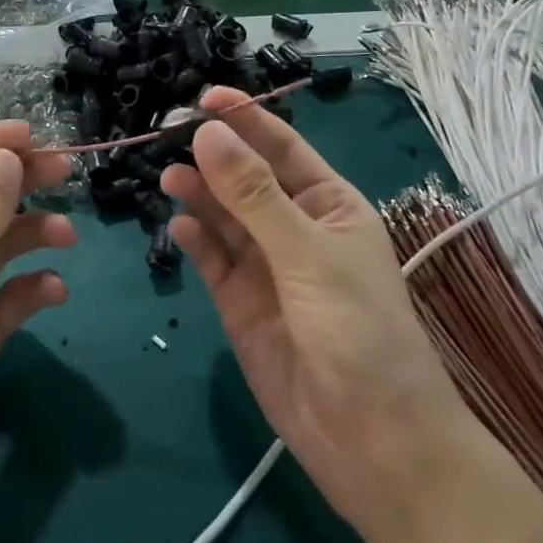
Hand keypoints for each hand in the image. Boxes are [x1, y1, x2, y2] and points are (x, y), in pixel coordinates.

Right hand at [160, 88, 467, 537]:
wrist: (374, 444)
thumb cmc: (359, 332)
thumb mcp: (307, 254)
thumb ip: (253, 195)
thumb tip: (208, 133)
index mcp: (329, 205)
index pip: (281, 147)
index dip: (245, 118)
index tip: (203, 97)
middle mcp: (295, 229)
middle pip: (245, 178)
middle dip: (212, 155)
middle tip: (168, 135)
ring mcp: (266, 268)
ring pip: (224, 217)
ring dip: (198, 195)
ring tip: (168, 178)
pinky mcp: (241, 305)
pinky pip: (213, 260)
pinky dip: (195, 241)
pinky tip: (178, 227)